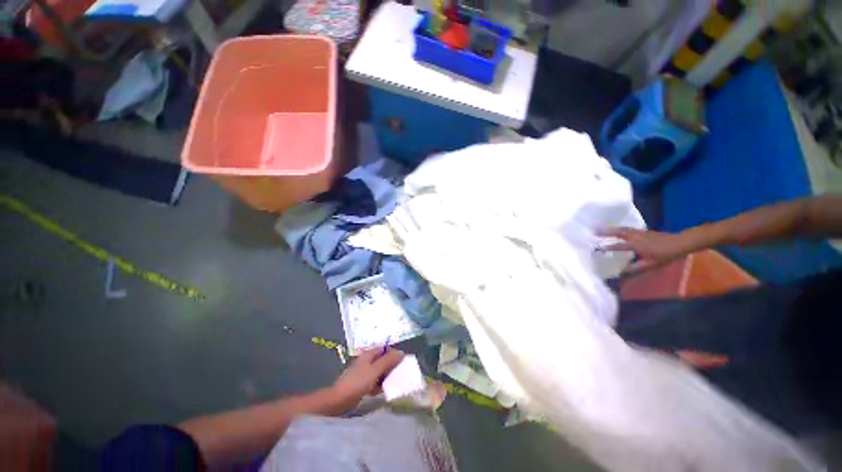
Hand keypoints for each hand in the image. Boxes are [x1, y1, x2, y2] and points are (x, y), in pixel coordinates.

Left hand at [329, 348, 403, 412]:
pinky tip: (378, 391)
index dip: (393, 354)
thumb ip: (388, 361)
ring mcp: (363, 372)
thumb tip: (401, 353)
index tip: (401, 363)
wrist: (339, 400)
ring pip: (379, 371)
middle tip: (397, 375)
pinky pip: (373, 380)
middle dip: (390, 367)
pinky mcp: (361, 383)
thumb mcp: (375, 370)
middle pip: (382, 360)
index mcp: (369, 354)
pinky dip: (377, 384)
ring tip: (388, 385)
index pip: (384, 349)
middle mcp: (366, 360)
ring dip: (384, 377)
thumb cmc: (358, 382)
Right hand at [602, 227, 691, 272]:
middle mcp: (634, 237)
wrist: (680, 243)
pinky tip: (616, 229)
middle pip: (617, 232)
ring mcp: (638, 232)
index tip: (596, 247)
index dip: (606, 247)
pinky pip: (626, 228)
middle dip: (604, 232)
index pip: (617, 246)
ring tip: (600, 228)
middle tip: (592, 231)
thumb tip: (620, 273)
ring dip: (610, 229)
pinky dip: (618, 228)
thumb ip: (635, 268)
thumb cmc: (665, 255)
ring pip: (621, 229)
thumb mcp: (651, 264)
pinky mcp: (642, 231)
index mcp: (635, 245)